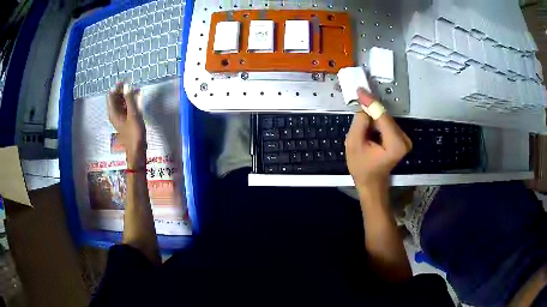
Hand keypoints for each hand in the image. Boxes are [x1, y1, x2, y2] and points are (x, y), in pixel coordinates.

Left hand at [107, 82, 145, 168]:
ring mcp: (120, 117)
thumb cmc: (134, 132)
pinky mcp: (125, 120)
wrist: (137, 149)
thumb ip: (130, 99)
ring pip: (121, 102)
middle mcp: (114, 113)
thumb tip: (127, 85)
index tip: (126, 81)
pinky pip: (126, 107)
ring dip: (128, 95)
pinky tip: (138, 98)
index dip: (117, 87)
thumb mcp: (133, 114)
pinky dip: (131, 102)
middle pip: (116, 98)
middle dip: (123, 90)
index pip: (111, 95)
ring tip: (137, 90)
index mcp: (113, 112)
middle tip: (133, 84)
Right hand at [345, 88, 411, 195]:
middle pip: (385, 117)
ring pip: (386, 119)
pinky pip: (387, 123)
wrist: (371, 183)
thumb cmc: (361, 167)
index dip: (371, 102)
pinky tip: (368, 121)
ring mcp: (405, 139)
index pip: (382, 117)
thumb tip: (364, 107)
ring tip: (361, 114)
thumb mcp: (353, 144)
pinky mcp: (402, 138)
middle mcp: (404, 140)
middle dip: (371, 108)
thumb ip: (360, 123)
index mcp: (395, 144)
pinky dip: (377, 121)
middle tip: (358, 98)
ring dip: (373, 115)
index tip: (360, 90)